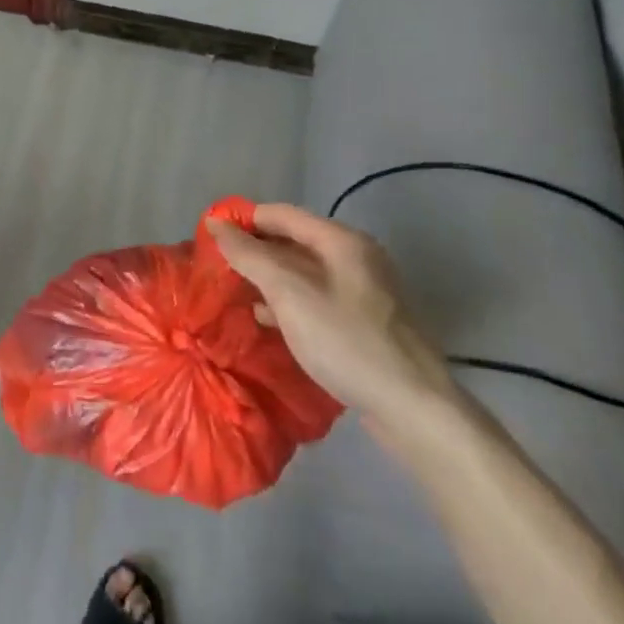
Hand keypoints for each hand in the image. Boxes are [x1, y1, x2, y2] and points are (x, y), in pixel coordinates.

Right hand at [206, 204, 457, 428]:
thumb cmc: (346, 341)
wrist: (414, 409)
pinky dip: (289, 302)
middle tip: (218, 267)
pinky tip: (269, 320)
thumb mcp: (289, 293)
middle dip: (255, 251)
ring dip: (269, 278)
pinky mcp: (366, 323)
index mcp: (342, 241)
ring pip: (304, 272)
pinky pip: (317, 298)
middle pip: (294, 240)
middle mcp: (357, 258)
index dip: (244, 220)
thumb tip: (216, 224)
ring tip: (235, 292)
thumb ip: (250, 255)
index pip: (281, 214)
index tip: (209, 237)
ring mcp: (365, 292)